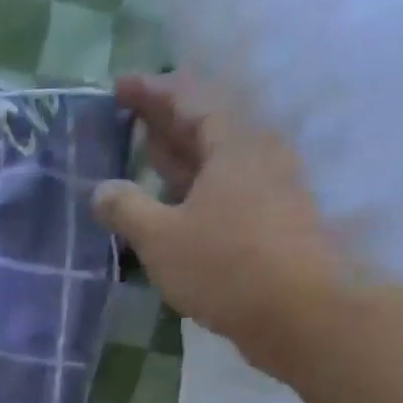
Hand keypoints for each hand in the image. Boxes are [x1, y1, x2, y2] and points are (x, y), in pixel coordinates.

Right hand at [97, 73, 361, 370]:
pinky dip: (196, 194)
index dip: (151, 91)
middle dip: (165, 121)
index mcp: (233, 144)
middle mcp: (257, 158)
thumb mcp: (162, 238)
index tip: (119, 86)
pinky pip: (226, 196)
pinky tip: (176, 211)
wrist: (301, 315)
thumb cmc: (226, 267)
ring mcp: (270, 194)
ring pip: (217, 164)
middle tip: (129, 118)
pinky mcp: (273, 228)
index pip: (190, 98)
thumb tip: (100, 190)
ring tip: (147, 158)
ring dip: (180, 160)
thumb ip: (127, 209)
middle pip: (206, 127)